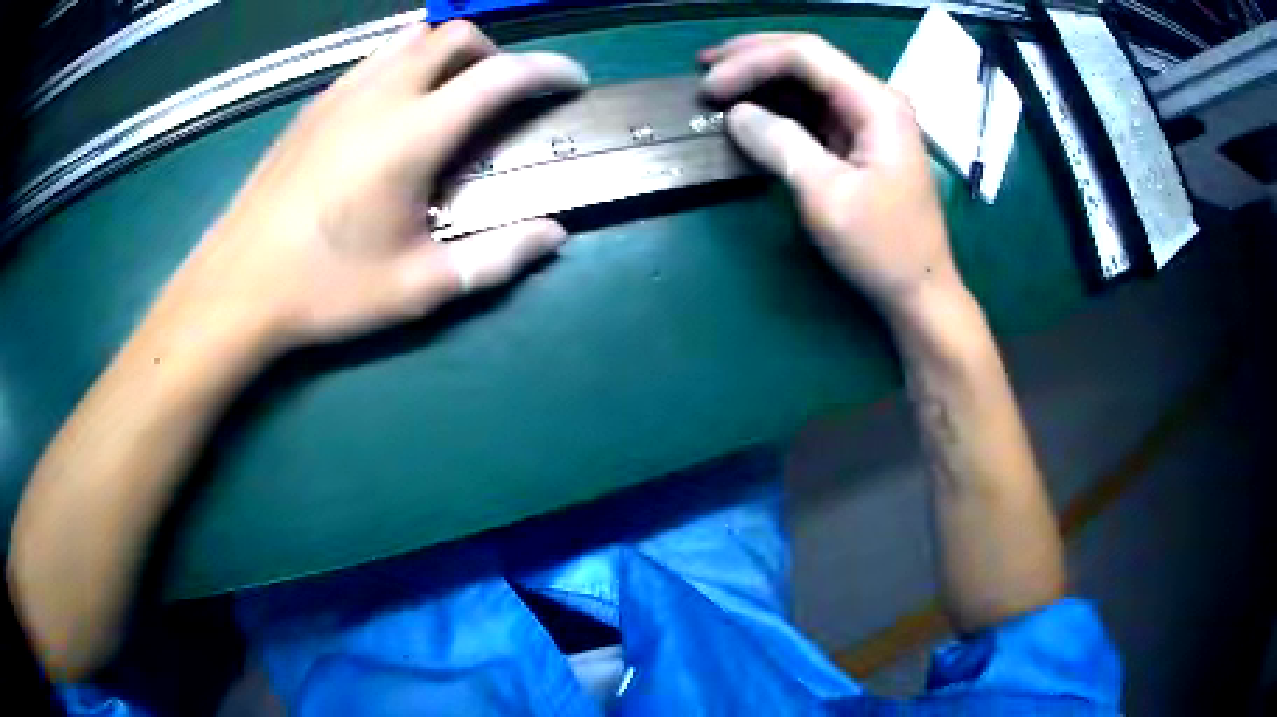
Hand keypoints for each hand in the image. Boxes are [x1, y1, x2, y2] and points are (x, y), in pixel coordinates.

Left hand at [156, 21, 588, 357]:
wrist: (238, 285)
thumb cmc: (326, 288)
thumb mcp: (419, 288)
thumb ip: (496, 258)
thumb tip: (554, 235)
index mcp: (414, 133)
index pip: (502, 73)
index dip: (549, 70)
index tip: (572, 82)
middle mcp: (382, 94)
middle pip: (457, 35)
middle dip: (496, 53)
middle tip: (503, 95)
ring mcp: (342, 92)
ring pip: (412, 37)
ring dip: (447, 53)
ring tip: (452, 96)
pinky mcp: (314, 104)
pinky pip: (374, 58)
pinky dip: (405, 64)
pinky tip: (396, 108)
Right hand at [700, 34, 964, 322]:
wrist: (919, 290)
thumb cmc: (881, 246)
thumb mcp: (826, 195)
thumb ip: (780, 144)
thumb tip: (736, 113)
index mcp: (876, 103)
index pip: (806, 55)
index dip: (752, 62)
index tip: (709, 87)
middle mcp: (874, 99)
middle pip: (808, 58)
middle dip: (753, 58)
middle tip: (704, 66)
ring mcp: (869, 120)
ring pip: (808, 81)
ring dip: (762, 78)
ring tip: (718, 83)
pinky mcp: (859, 141)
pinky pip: (813, 109)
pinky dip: (778, 106)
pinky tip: (751, 110)